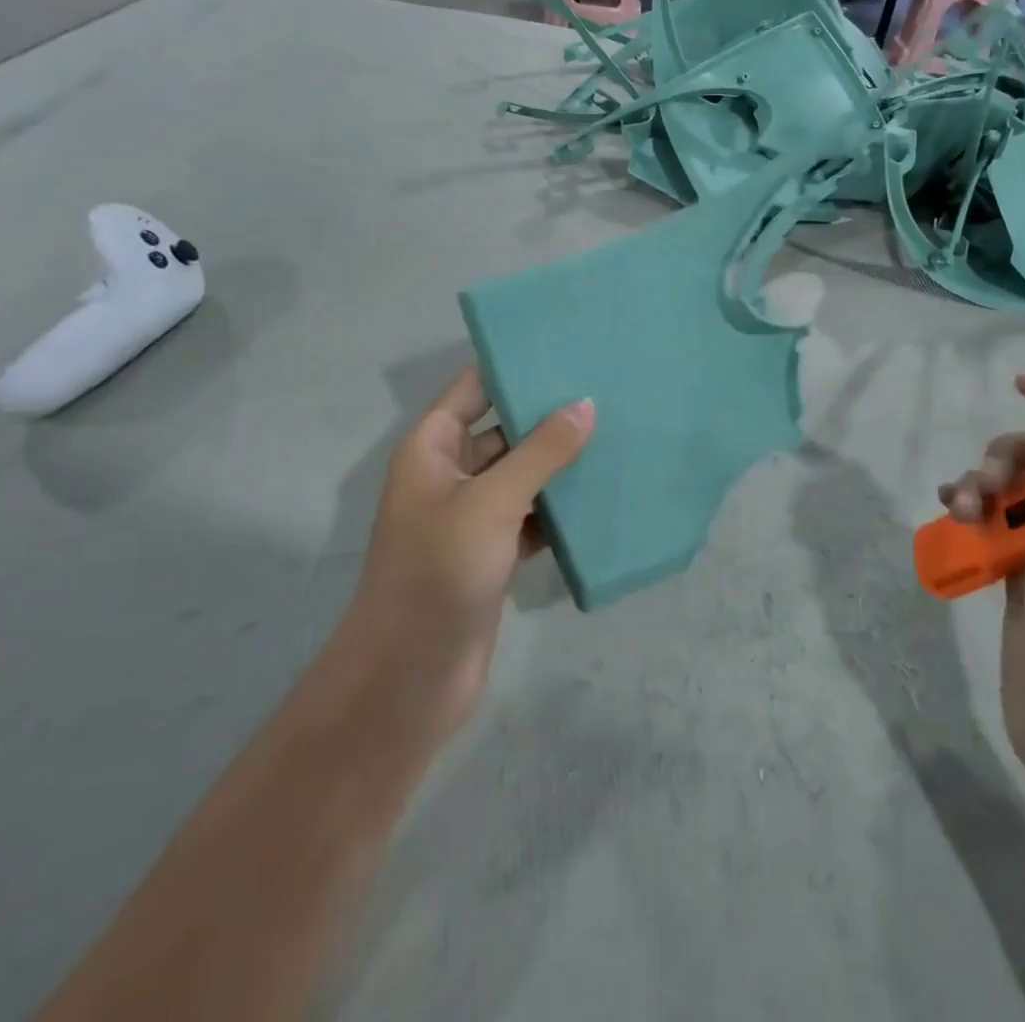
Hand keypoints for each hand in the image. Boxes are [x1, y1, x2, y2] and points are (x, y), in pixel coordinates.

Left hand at [343, 367, 593, 725]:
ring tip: (614, 435)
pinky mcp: (493, 554)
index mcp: (431, 450)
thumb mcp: (492, 500)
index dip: (509, 366)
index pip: (471, 389)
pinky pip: (531, 516)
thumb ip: (542, 451)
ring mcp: (471, 518)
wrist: (411, 676)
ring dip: (558, 464)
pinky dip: (559, 509)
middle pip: (502, 431)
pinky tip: (601, 497)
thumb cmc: (439, 572)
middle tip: (603, 391)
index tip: (562, 348)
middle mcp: (449, 476)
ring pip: (521, 476)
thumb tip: (585, 404)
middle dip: (546, 416)